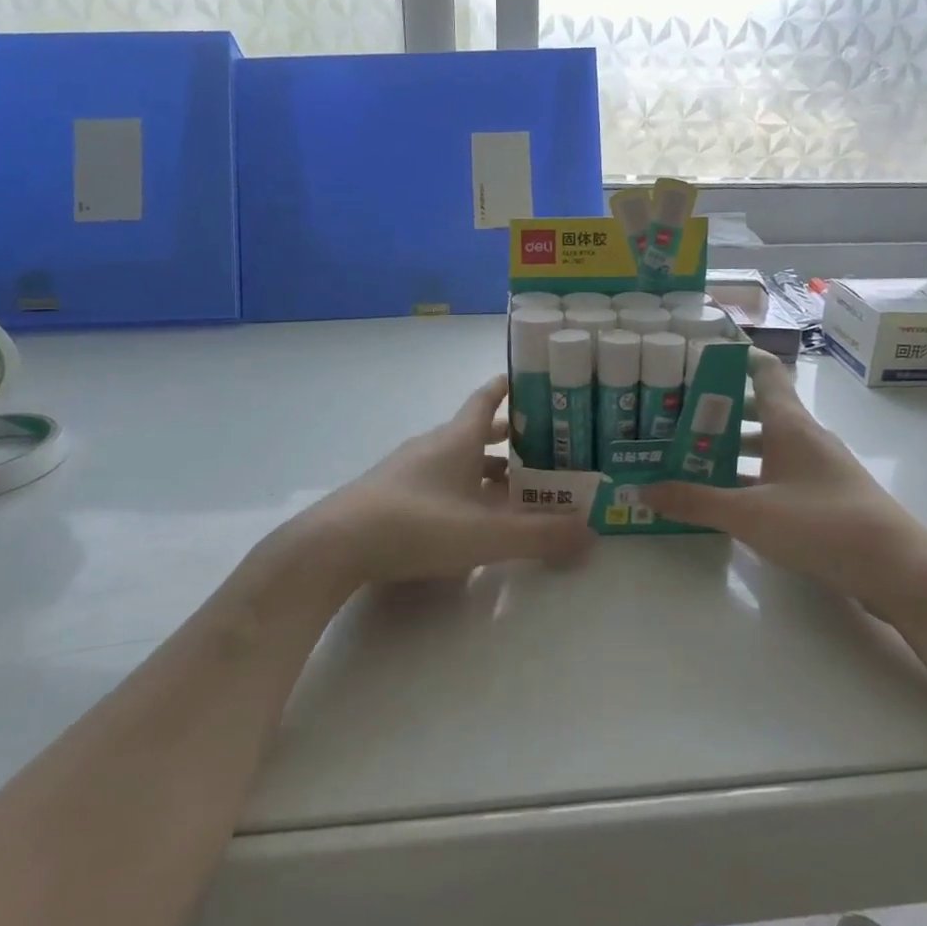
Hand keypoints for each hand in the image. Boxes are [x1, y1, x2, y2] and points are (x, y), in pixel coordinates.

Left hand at [305, 375, 594, 589]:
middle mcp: (433, 445)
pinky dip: (464, 488)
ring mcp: (408, 470)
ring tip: (518, 485)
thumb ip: (540, 536)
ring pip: (458, 459)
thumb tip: (592, 534)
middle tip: (546, 444)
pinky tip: (473, 516)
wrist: (334, 545)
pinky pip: (440, 481)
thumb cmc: (416, 525)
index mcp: (457, 438)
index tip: (534, 380)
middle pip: (476, 431)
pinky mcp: (392, 495)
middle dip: (510, 435)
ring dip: (488, 467)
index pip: (487, 398)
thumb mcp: (485, 534)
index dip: (510, 387)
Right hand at [641, 351, 926, 611]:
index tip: (696, 355)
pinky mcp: (825, 496)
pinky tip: (726, 497)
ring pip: (767, 444)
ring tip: (690, 455)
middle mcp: (805, 437)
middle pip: (758, 409)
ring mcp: (818, 467)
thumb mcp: (749, 514)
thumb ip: (695, 501)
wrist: (897, 569)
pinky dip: (750, 477)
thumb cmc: (821, 524)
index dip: (733, 357)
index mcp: (789, 424)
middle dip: (717, 410)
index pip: (762, 371)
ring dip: (732, 447)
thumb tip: (642, 490)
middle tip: (674, 415)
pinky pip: (778, 473)